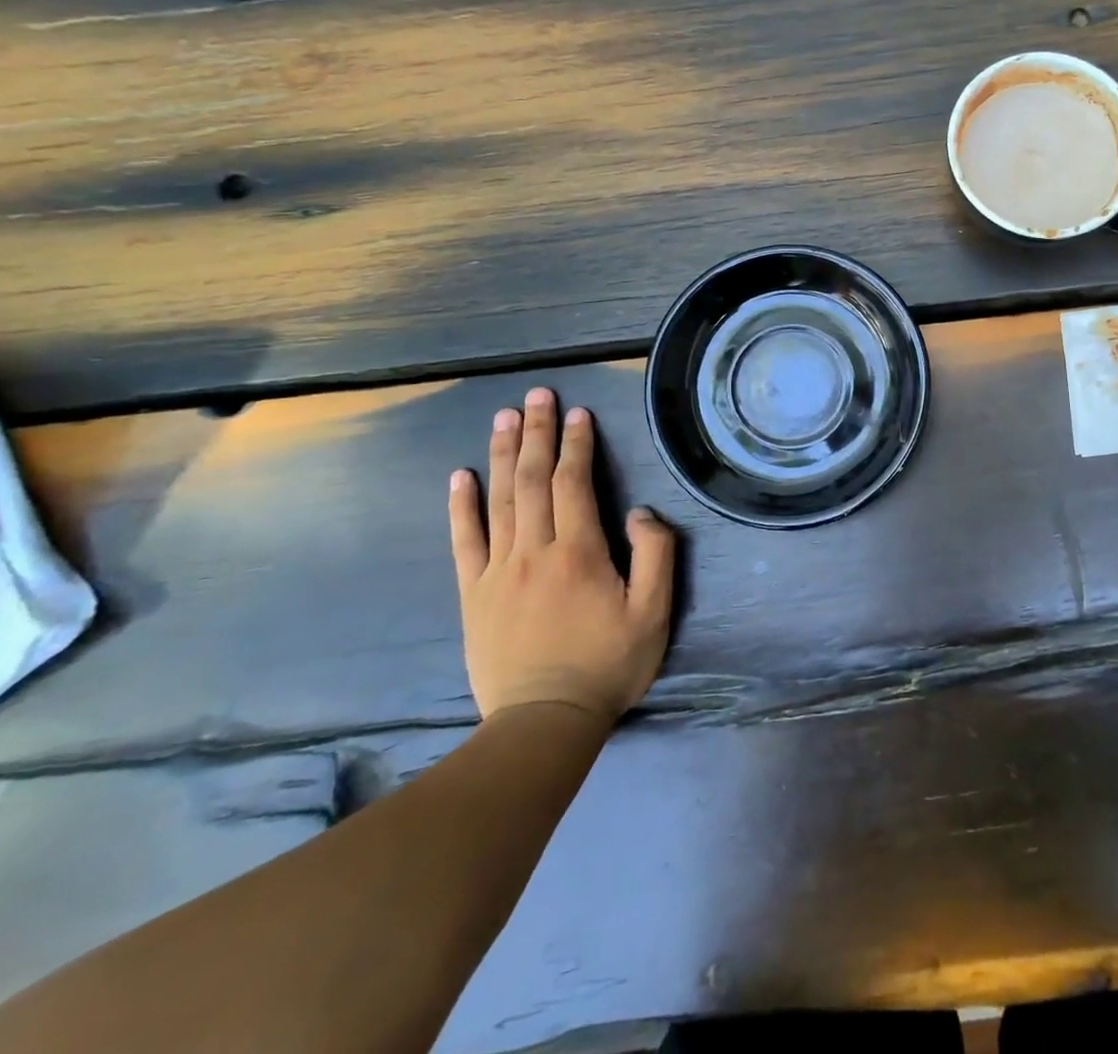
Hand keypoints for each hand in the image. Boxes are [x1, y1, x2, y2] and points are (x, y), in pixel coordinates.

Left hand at [448, 387, 675, 724]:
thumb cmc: (608, 664)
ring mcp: (497, 571)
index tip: (578, 413)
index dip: (577, 444)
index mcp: (579, 552)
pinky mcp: (473, 594)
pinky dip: (461, 505)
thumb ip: (656, 555)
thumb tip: (639, 512)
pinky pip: (464, 541)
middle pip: (534, 480)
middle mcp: (534, 551)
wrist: (544, 722)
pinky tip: (462, 476)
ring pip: (499, 501)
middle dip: (537, 433)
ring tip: (503, 418)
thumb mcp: (654, 613)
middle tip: (536, 395)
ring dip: (503, 455)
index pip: (575, 483)